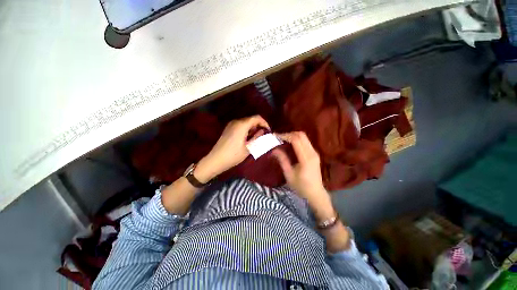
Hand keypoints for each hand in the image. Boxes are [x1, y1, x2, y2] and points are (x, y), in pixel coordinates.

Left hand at [195, 115, 269, 181]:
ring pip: (246, 122)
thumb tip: (263, 131)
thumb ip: (258, 138)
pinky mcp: (228, 129)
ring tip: (256, 139)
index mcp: (242, 124)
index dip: (265, 123)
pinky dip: (247, 130)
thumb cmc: (233, 155)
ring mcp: (231, 124)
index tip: (268, 131)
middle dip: (259, 126)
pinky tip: (247, 139)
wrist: (216, 160)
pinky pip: (241, 126)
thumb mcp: (249, 148)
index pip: (257, 118)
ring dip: (253, 129)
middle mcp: (236, 121)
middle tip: (263, 136)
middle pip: (251, 119)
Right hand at [273, 131, 327, 202]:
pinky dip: (297, 140)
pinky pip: (306, 142)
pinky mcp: (315, 154)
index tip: (276, 137)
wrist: (316, 193)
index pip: (296, 140)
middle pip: (301, 135)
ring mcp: (315, 152)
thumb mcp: (289, 174)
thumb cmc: (301, 186)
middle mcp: (312, 153)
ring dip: (293, 136)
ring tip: (283, 140)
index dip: (285, 136)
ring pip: (304, 137)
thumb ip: (282, 160)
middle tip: (279, 138)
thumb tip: (274, 150)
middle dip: (289, 134)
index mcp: (306, 159)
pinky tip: (290, 144)